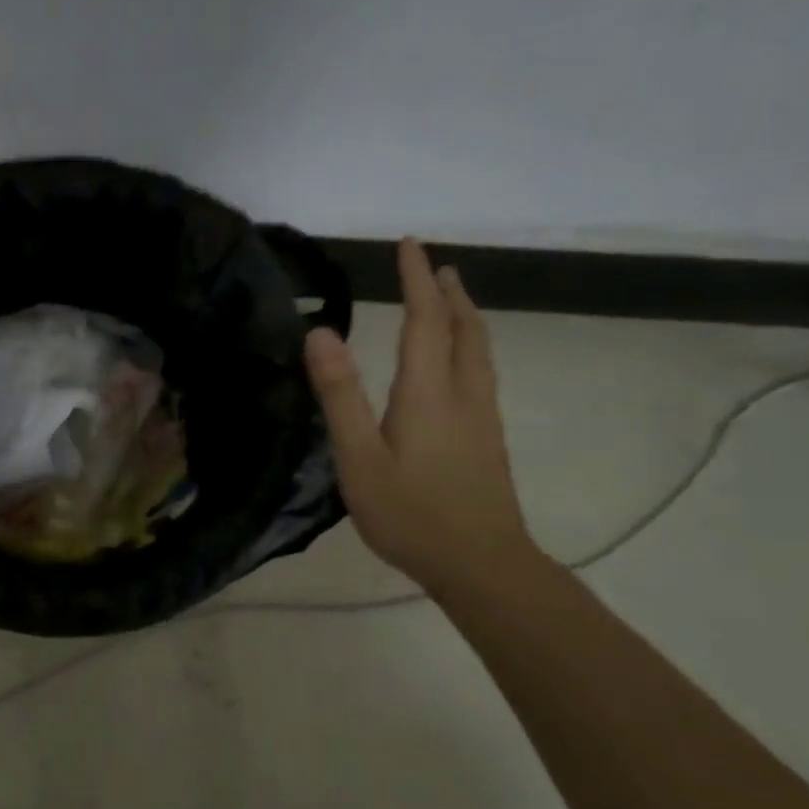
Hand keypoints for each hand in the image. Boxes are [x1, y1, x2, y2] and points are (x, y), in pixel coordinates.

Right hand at [305, 239, 538, 597]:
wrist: (482, 565)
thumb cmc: (410, 513)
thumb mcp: (359, 457)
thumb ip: (340, 394)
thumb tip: (320, 332)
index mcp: (427, 392)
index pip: (424, 320)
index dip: (415, 279)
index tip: (408, 243)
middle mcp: (462, 394)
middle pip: (463, 328)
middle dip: (447, 291)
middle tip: (432, 265)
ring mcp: (481, 417)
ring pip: (479, 350)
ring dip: (463, 316)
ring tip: (449, 298)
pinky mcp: (487, 438)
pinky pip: (480, 371)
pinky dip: (468, 344)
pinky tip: (456, 361)